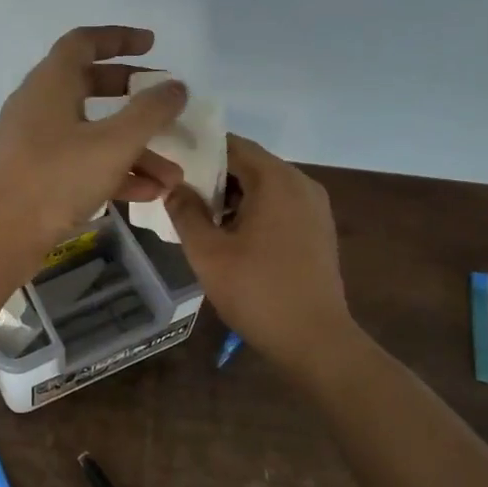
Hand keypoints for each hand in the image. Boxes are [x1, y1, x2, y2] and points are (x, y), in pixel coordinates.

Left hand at [0, 26, 187, 266]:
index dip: (119, 38)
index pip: (84, 42)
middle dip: (132, 95)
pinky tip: (148, 193)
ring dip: (132, 148)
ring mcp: (34, 142)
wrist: (0, 236)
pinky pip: (80, 162)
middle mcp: (38, 105)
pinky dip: (112, 171)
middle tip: (164, 104)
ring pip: (90, 132)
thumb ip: (150, 112)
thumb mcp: (113, 143)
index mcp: (50, 83)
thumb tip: (175, 87)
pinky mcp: (35, 175)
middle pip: (89, 85)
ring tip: (171, 173)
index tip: (153, 45)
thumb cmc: (56, 178)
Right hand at [164, 135, 360, 367]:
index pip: (232, 145)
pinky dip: (253, 209)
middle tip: (177, 190)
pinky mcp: (317, 229)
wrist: (315, 341)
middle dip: (213, 175)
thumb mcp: (207, 252)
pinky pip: (279, 204)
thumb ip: (185, 212)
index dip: (199, 149)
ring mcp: (314, 207)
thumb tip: (173, 186)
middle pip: (250, 164)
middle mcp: (301, 184)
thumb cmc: (257, 292)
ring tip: (197, 214)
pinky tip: (229, 234)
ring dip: (232, 195)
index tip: (170, 159)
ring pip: (264, 186)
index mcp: (276, 180)